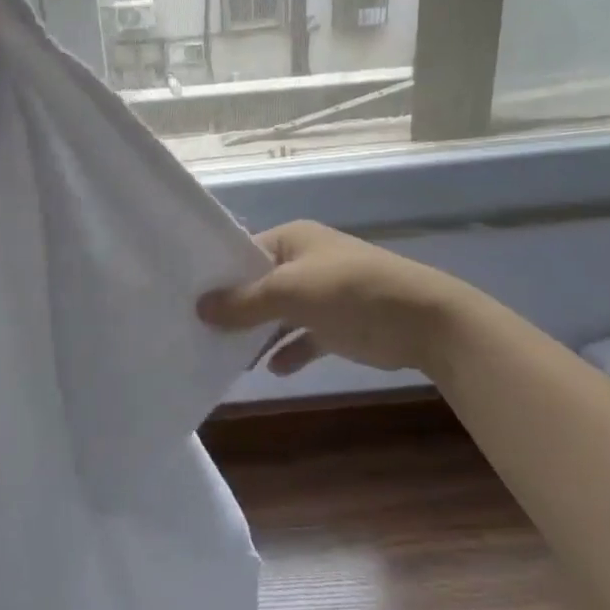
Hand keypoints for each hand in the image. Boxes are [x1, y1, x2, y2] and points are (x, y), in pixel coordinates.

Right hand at [197, 221, 467, 375]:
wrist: (422, 320)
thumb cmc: (349, 291)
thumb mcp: (289, 292)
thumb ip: (244, 302)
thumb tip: (199, 308)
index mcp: (292, 239)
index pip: (244, 252)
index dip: (217, 274)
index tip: (187, 297)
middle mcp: (304, 261)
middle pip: (258, 284)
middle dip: (234, 307)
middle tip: (197, 330)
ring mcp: (322, 294)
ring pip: (278, 313)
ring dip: (258, 334)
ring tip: (224, 356)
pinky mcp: (338, 325)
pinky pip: (303, 337)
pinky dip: (289, 351)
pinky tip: (272, 370)